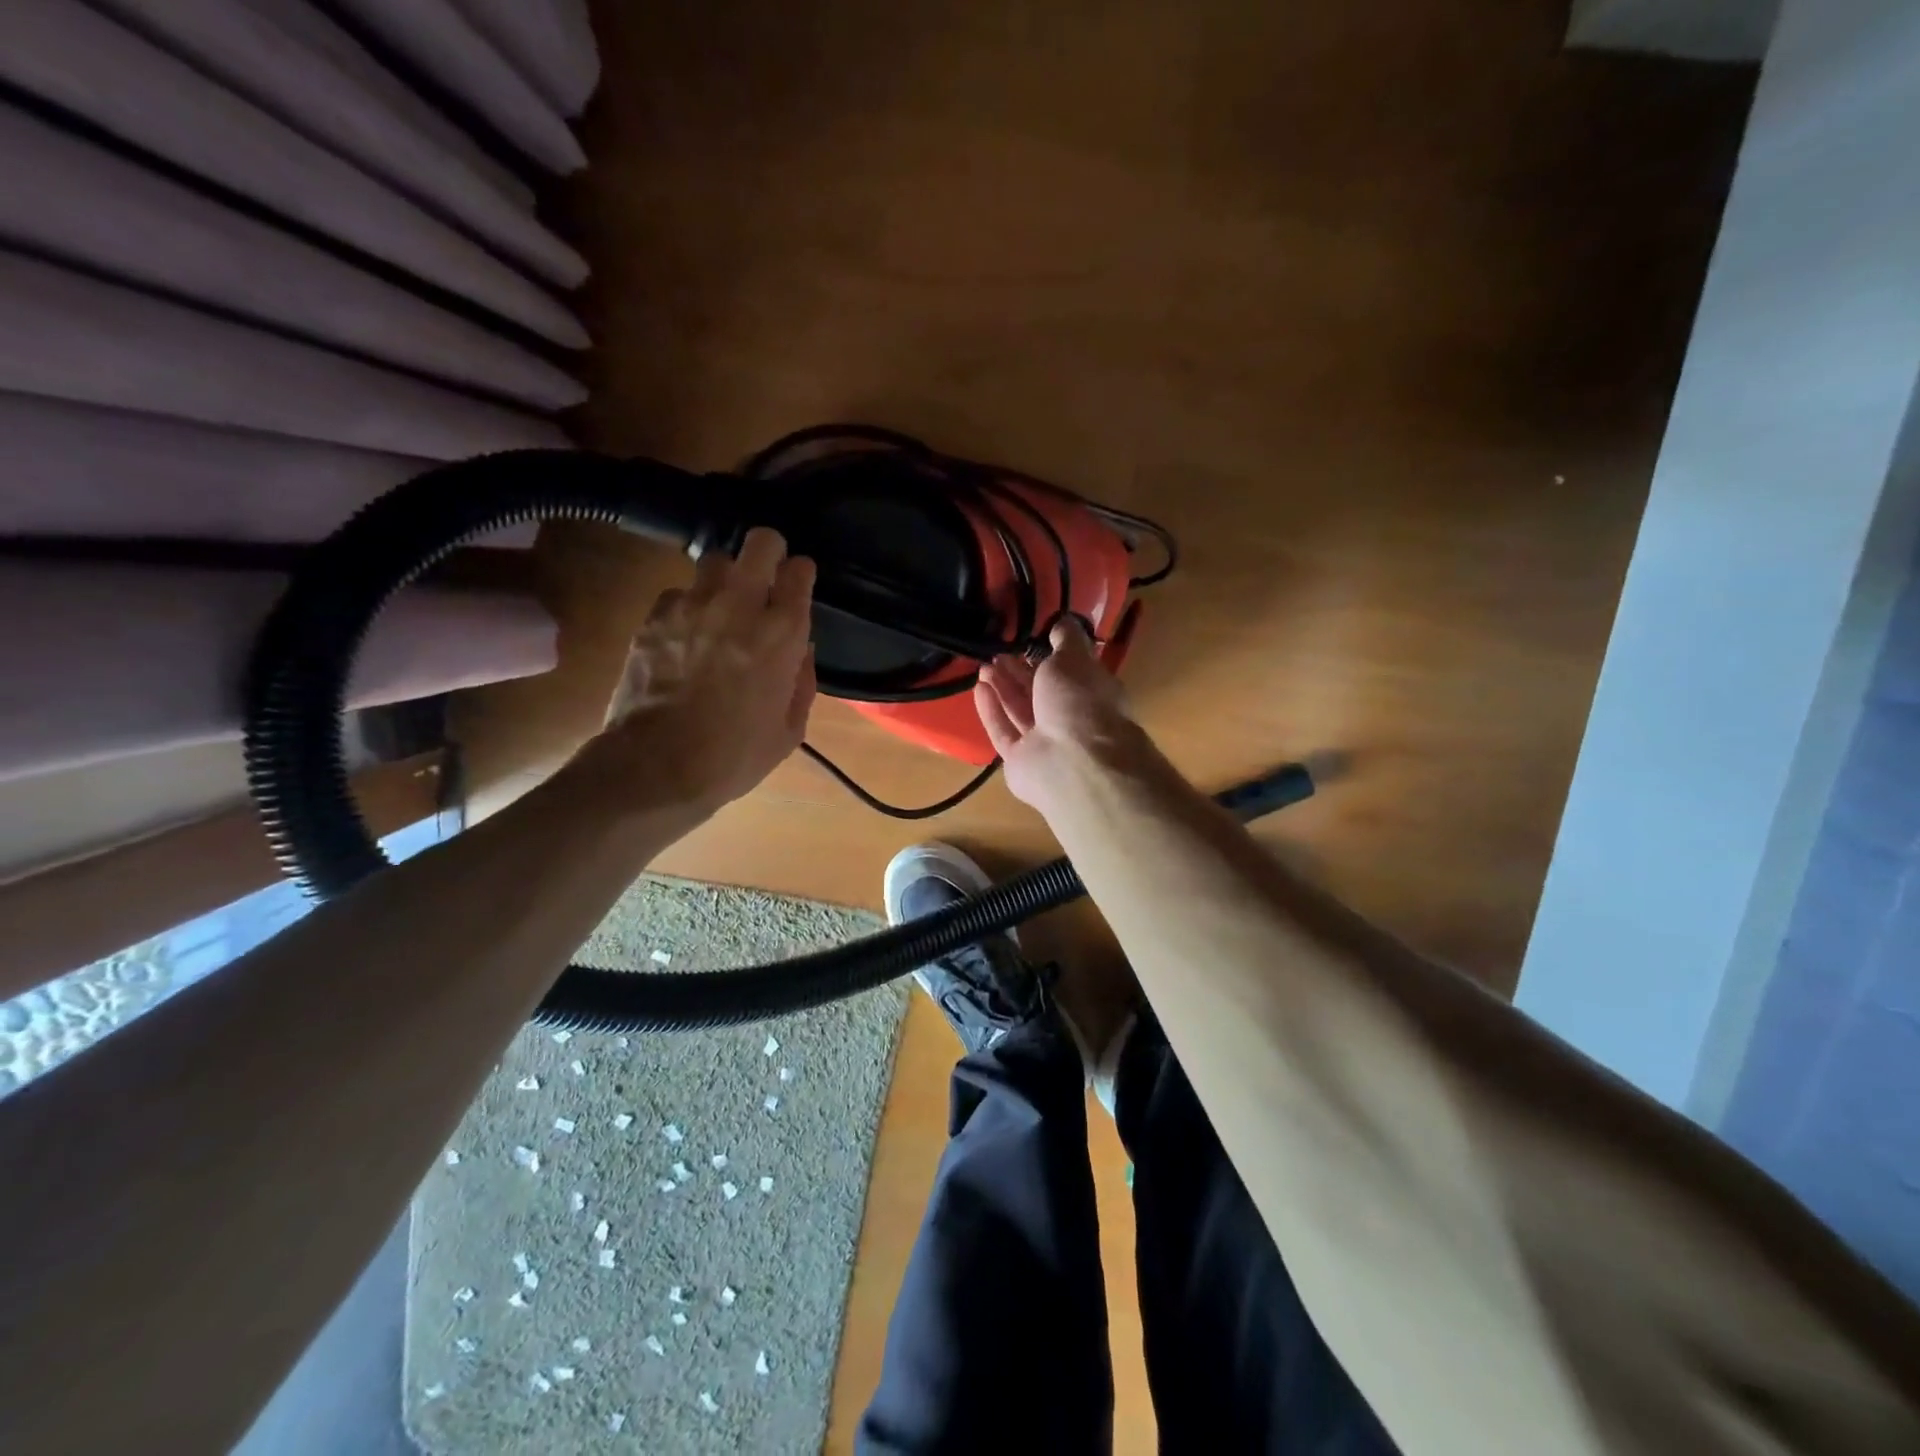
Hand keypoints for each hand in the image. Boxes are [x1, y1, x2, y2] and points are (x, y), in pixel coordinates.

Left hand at [590, 528, 816, 816]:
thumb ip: (801, 681)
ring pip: (715, 560)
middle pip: (760, 542)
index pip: (799, 571)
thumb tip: (800, 650)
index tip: (797, 586)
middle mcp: (739, 606)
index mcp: (782, 634)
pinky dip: (688, 606)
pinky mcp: (654, 617)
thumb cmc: (733, 756)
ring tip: (721, 605)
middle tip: (765, 575)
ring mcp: (692, 606)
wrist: (656, 767)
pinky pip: (679, 593)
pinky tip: (686, 634)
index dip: (800, 574)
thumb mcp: (789, 730)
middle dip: (768, 552)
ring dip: (726, 578)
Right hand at [975, 618, 1144, 815]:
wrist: (1073, 763)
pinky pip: (1004, 732)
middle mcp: (1071, 720)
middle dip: (1019, 672)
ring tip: (983, 666)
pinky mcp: (1020, 761)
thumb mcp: (1075, 657)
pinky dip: (992, 710)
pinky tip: (978, 689)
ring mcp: (1045, 744)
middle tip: (998, 652)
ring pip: (1020, 711)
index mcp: (1092, 694)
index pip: (1070, 673)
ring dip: (1003, 687)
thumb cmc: (1080, 702)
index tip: (1028, 639)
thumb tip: (1063, 622)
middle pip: (1040, 693)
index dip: (1049, 656)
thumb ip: (1066, 638)